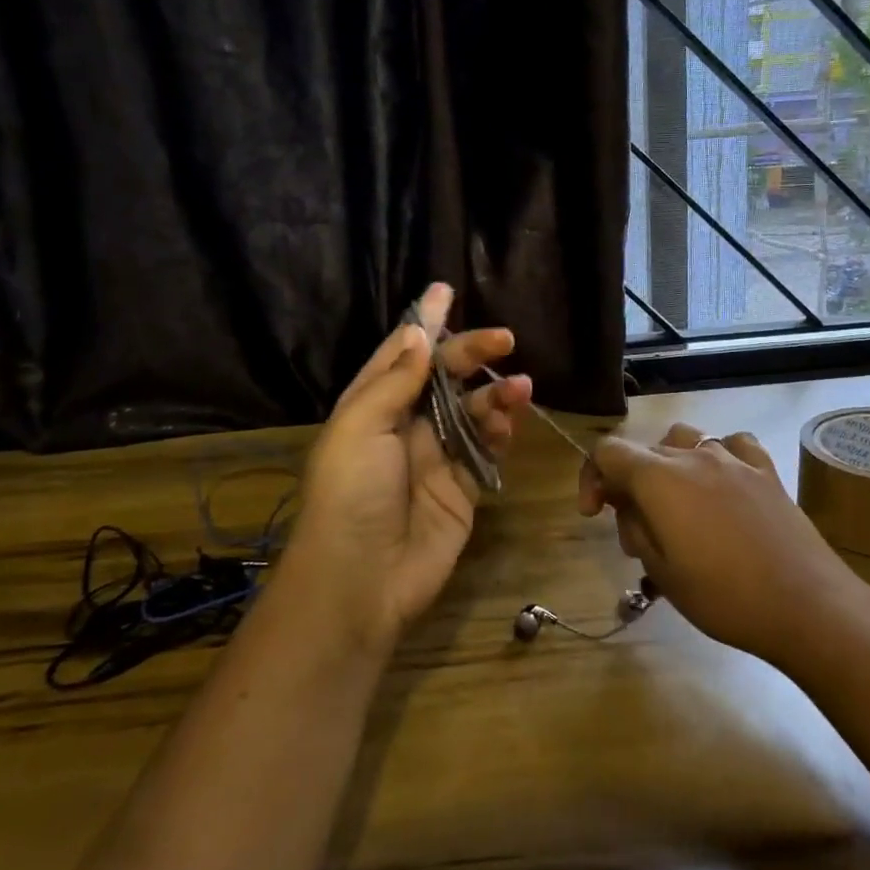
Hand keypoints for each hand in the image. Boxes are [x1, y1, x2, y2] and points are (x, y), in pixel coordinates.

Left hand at [281, 283, 531, 650]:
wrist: (362, 579)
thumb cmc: (351, 493)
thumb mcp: (360, 427)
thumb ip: (395, 380)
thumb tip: (419, 333)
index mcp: (370, 406)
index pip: (402, 353)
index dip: (424, 322)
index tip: (445, 289)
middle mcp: (402, 426)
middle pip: (443, 378)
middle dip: (471, 354)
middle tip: (504, 338)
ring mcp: (434, 458)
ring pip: (471, 412)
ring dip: (494, 394)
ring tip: (519, 386)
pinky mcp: (461, 488)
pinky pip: (486, 450)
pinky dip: (500, 431)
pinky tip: (509, 419)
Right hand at [578, 423, 861, 663]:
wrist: (807, 605)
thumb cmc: (724, 597)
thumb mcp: (662, 572)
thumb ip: (634, 528)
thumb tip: (626, 505)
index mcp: (659, 478)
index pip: (607, 451)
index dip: (591, 477)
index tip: (594, 514)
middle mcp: (692, 455)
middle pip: (644, 450)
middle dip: (628, 483)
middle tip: (637, 532)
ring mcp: (733, 458)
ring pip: (685, 439)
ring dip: (669, 464)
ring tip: (677, 503)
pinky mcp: (765, 469)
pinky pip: (731, 444)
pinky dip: (716, 456)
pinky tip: (722, 483)